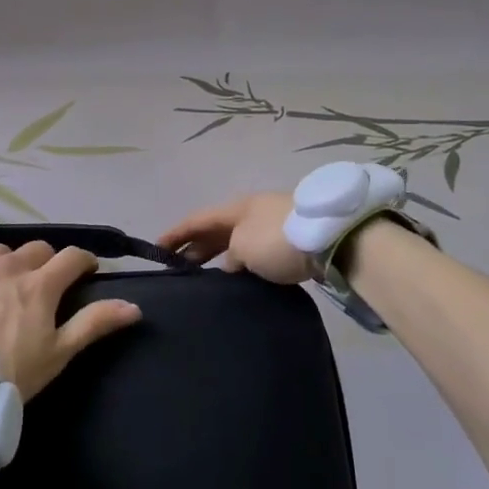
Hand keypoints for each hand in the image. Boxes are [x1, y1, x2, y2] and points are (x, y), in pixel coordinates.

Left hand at [0, 242, 140, 399]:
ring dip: (9, 262)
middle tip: (44, 285)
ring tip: (3, 285)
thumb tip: (134, 306)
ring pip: (0, 250)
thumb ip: (94, 325)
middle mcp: (8, 265)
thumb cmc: (5, 375)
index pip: (72, 257)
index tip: (86, 272)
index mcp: (40, 284)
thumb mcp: (56, 356)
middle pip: (37, 249)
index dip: (84, 261)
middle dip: (47, 263)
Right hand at [158, 192, 311, 283]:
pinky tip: (240, 279)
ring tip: (205, 279)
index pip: (196, 220)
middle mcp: (251, 213)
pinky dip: (242, 264)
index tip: (155, 248)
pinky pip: (256, 253)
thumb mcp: (243, 247)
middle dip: (195, 247)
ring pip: (236, 242)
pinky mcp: (292, 242)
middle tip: (177, 268)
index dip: (174, 234)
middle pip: (215, 231)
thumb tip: (230, 266)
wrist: (333, 238)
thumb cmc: (278, 239)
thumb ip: (229, 258)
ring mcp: (272, 226)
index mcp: (235, 208)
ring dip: (219, 257)